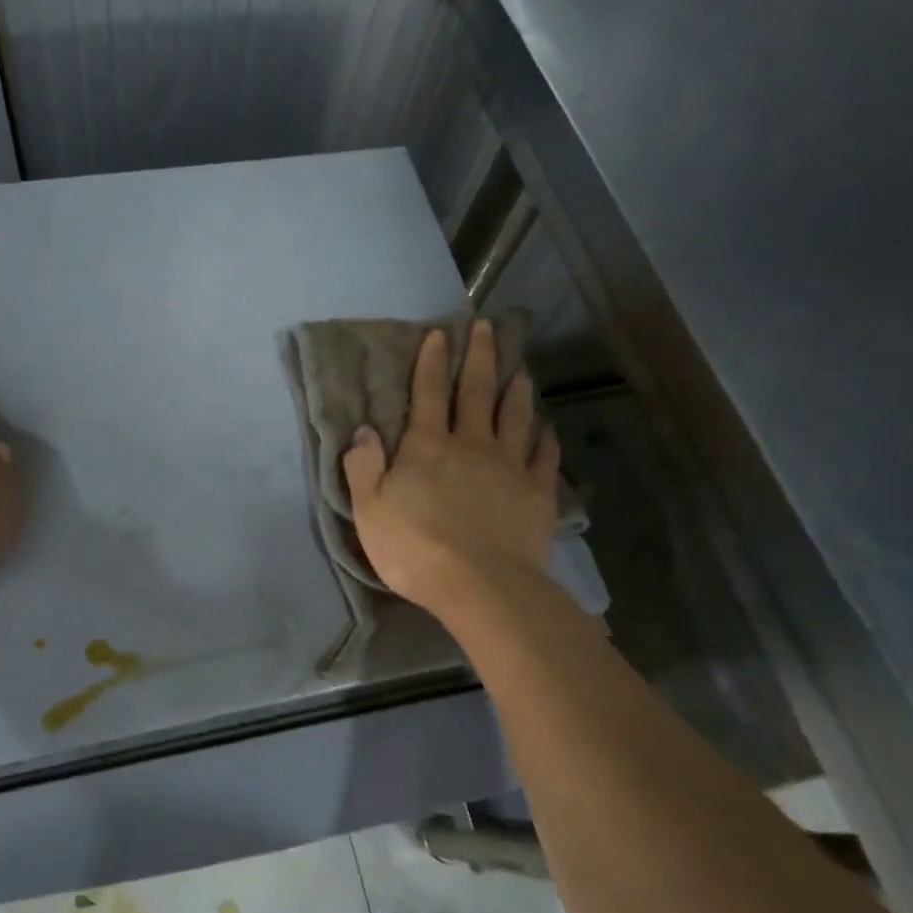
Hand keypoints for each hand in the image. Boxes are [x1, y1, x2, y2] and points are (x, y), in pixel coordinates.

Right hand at [341, 321, 560, 621]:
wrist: (480, 584)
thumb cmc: (414, 548)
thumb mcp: (370, 510)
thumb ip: (364, 467)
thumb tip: (364, 430)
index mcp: (428, 447)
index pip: (428, 393)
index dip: (432, 362)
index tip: (439, 334)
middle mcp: (471, 445)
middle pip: (477, 393)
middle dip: (480, 357)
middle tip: (487, 328)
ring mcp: (509, 467)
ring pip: (515, 418)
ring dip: (517, 390)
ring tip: (521, 369)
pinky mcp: (537, 494)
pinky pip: (544, 458)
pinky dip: (546, 440)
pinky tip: (549, 429)